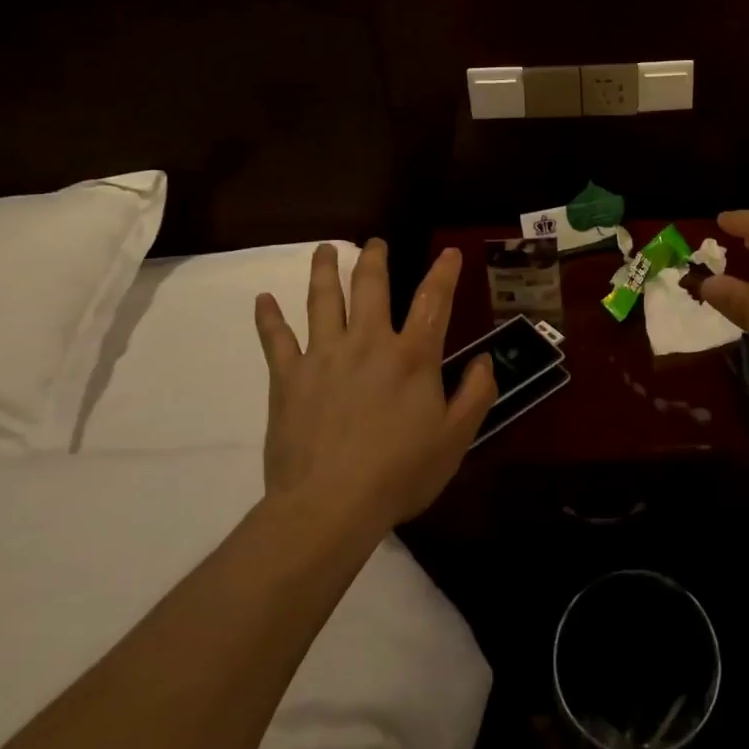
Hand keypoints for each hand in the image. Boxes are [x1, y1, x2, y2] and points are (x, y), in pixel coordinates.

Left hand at [254, 242, 495, 529]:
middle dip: (374, 259)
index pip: (433, 300)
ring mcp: (324, 356)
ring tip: (324, 250)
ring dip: (323, 271)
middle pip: (369, 287)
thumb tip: (485, 360)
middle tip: (374, 242)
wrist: (329, 506)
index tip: (450, 252)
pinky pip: (276, 340)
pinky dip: (269, 317)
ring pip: (322, 300)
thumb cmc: (399, 473)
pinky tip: (263, 300)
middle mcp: (367, 342)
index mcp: (411, 356)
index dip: (444, 273)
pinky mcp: (288, 378)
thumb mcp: (455, 439)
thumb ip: (476, 394)